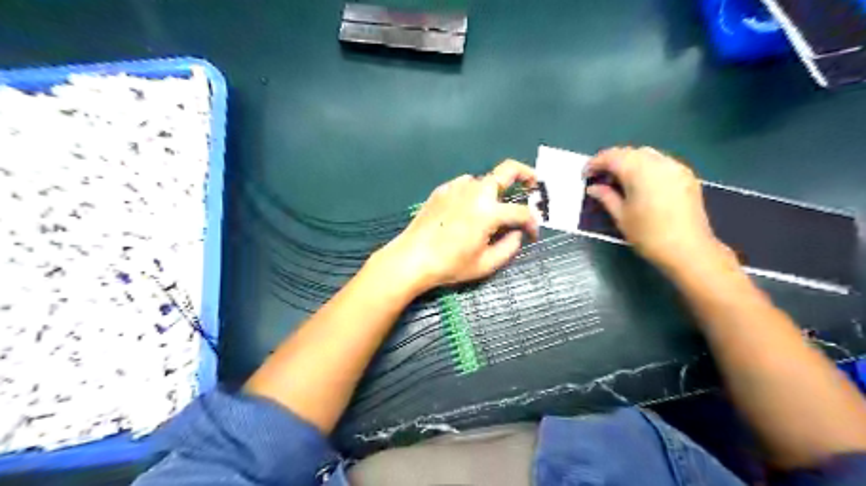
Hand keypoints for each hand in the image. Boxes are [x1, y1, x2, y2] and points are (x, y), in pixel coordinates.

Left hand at [373, 162, 538, 294]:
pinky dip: (473, 193)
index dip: (532, 223)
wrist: (412, 258)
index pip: (521, 212)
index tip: (533, 234)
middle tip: (533, 186)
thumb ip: (509, 247)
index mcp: (489, 211)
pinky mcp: (442, 190)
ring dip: (496, 189)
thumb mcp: (485, 264)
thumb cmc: (450, 264)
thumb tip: (517, 234)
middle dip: (526, 174)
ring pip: (484, 179)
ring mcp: (456, 187)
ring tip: (494, 207)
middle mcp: (475, 191)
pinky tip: (467, 210)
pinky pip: (464, 185)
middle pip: (508, 170)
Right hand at [581, 146, 729, 272]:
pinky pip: (661, 162)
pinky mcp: (686, 175)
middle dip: (612, 161)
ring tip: (619, 180)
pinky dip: (646, 166)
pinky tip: (641, 183)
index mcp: (639, 170)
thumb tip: (593, 188)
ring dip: (629, 161)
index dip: (595, 163)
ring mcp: (675, 167)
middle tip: (599, 177)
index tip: (585, 175)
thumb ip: (606, 197)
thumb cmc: (648, 235)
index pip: (612, 157)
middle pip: (629, 152)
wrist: (688, 249)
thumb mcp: (621, 216)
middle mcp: (658, 162)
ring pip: (646, 154)